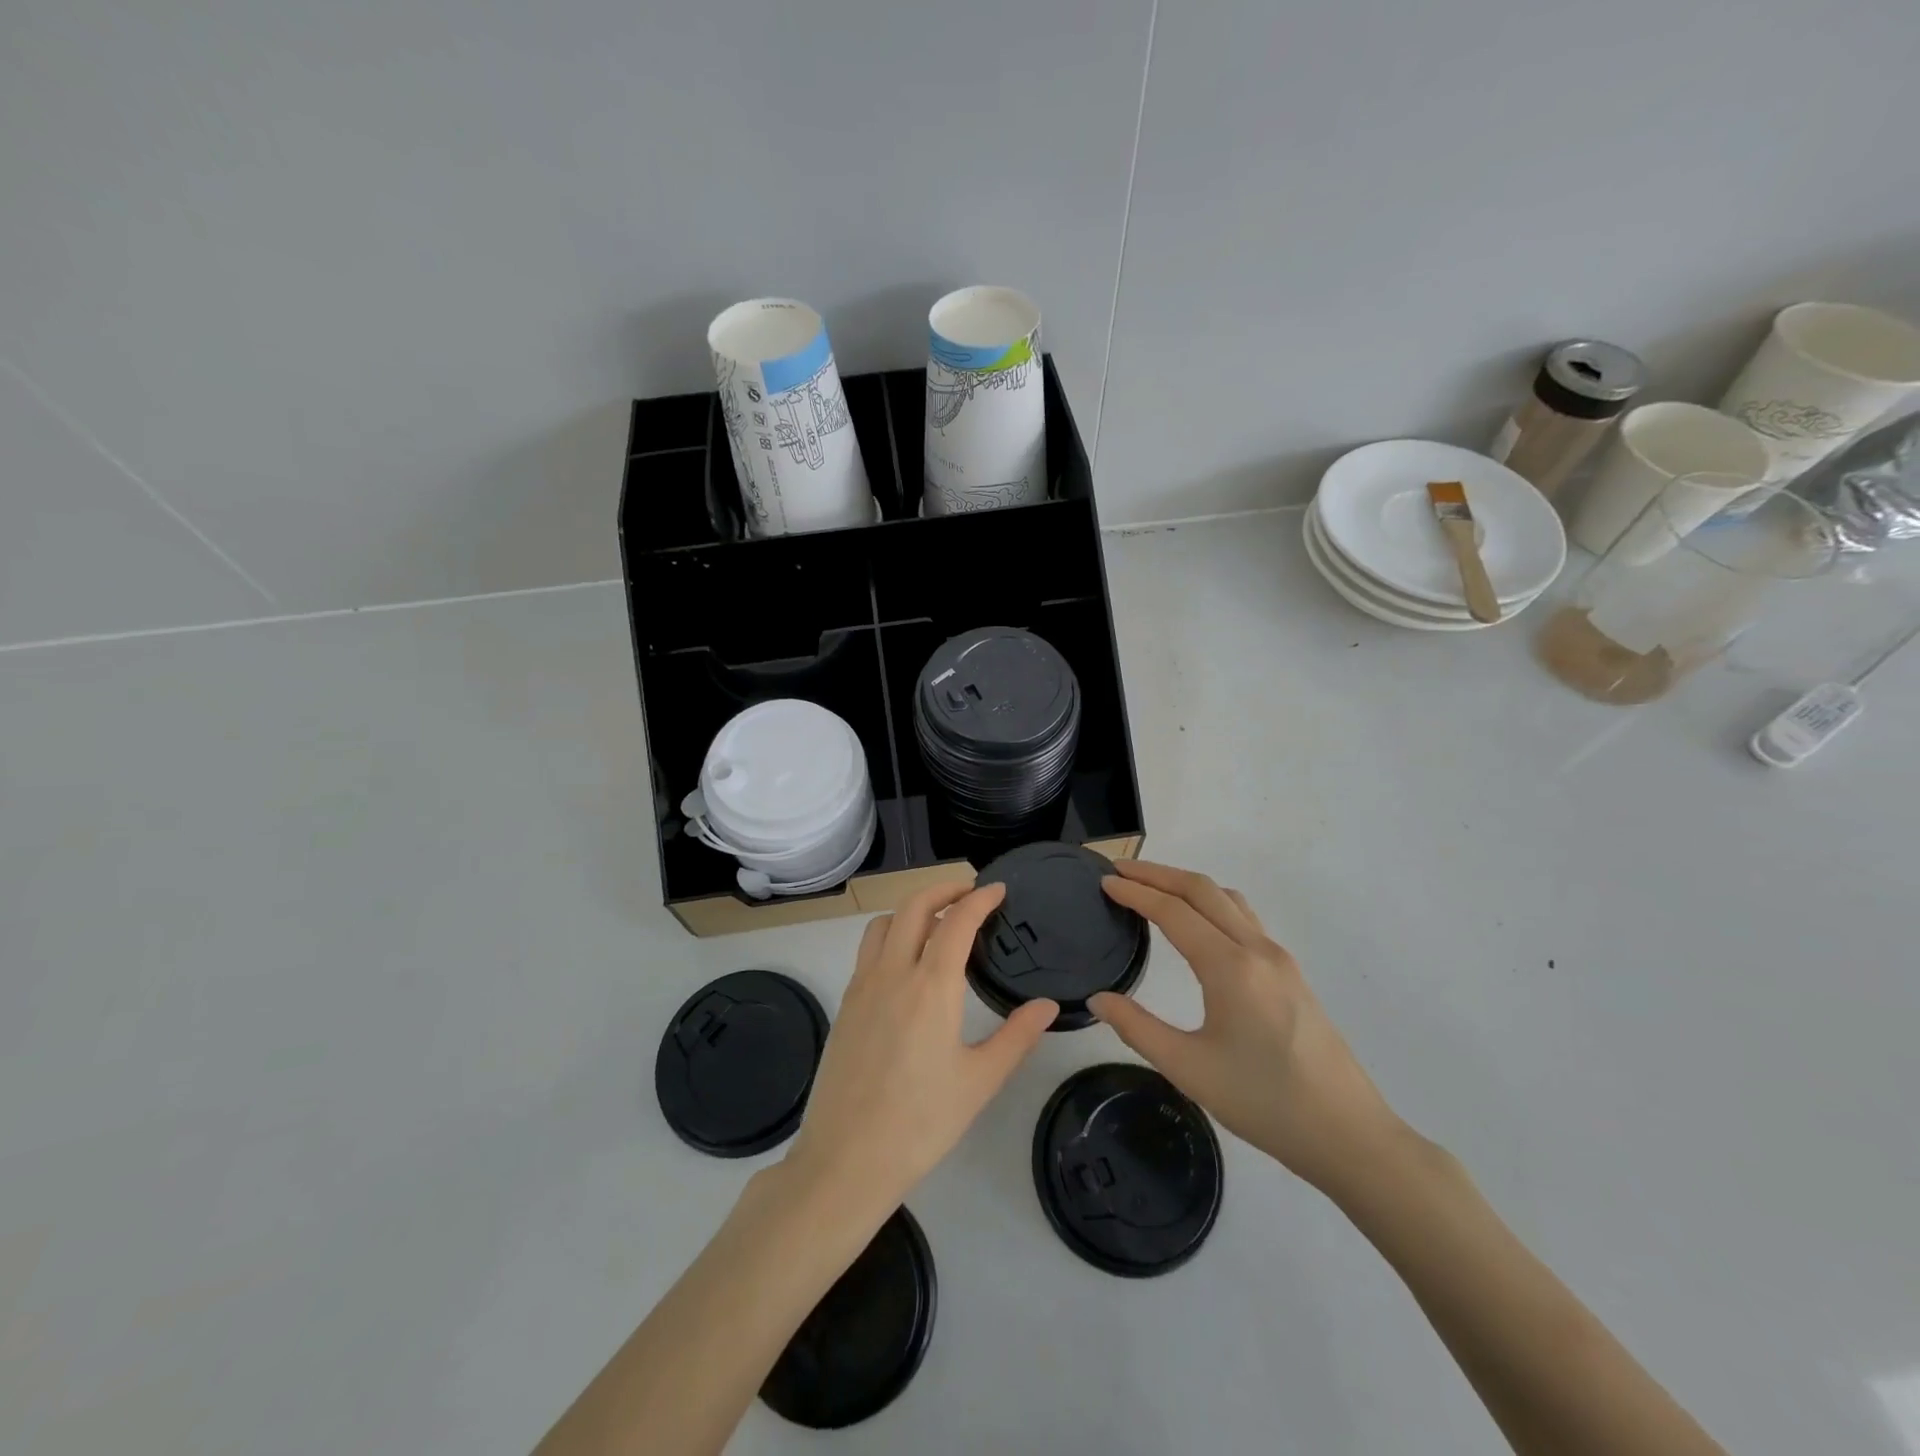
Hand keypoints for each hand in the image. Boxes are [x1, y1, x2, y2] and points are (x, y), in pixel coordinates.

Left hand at [784, 882, 1056, 1221]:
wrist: (846, 1160)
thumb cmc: (921, 1122)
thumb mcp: (980, 1081)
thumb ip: (1017, 1036)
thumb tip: (1048, 1005)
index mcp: (931, 987)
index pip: (957, 920)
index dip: (980, 898)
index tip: (999, 890)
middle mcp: (893, 973)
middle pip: (914, 906)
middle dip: (944, 888)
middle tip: (970, 894)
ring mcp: (862, 986)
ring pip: (884, 923)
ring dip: (912, 910)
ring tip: (938, 924)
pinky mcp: (845, 1004)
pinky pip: (869, 950)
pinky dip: (892, 935)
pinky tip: (908, 964)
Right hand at [1090, 861, 1404, 1195]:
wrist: (1348, 1134)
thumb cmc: (1264, 1103)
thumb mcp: (1188, 1069)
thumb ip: (1137, 1028)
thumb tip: (1098, 999)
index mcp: (1230, 967)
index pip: (1173, 911)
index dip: (1135, 892)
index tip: (1104, 881)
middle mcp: (1257, 949)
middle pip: (1202, 890)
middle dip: (1157, 874)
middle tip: (1120, 870)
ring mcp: (1279, 958)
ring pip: (1227, 899)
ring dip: (1186, 885)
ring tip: (1153, 889)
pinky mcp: (1291, 973)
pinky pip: (1244, 917)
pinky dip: (1210, 903)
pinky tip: (1198, 924)